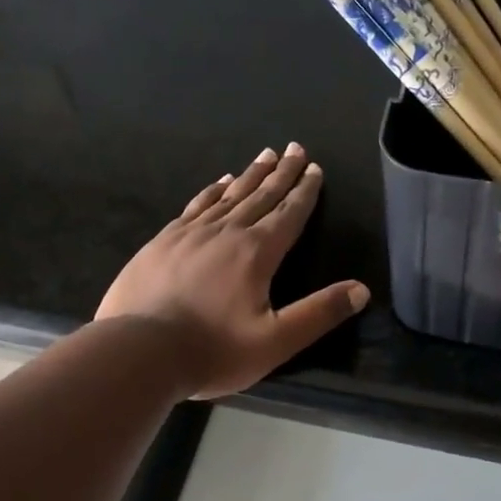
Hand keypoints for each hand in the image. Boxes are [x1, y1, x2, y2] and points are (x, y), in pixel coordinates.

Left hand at [96, 144, 369, 398]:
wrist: (139, 352)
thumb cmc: (213, 351)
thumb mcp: (276, 341)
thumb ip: (319, 314)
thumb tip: (361, 290)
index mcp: (256, 253)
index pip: (288, 215)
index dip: (304, 192)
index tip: (314, 168)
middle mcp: (225, 233)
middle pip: (260, 196)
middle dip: (281, 174)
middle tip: (295, 148)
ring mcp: (189, 234)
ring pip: (228, 196)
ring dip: (249, 176)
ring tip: (264, 156)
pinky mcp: (162, 242)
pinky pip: (195, 206)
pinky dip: (212, 192)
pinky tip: (218, 184)